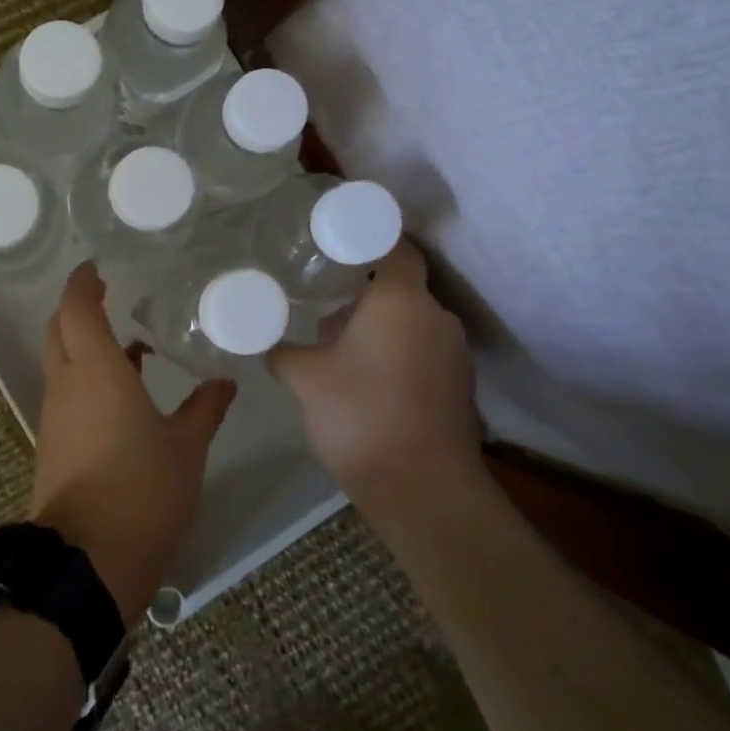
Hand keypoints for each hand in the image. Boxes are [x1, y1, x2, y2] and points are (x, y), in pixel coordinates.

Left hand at [30, 262, 236, 626]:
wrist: (89, 563)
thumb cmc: (142, 491)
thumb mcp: (186, 447)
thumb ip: (205, 408)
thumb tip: (225, 382)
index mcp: (96, 371)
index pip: (76, 308)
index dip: (83, 282)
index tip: (98, 266)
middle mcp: (67, 384)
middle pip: (59, 328)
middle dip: (78, 307)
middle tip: (111, 295)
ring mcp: (55, 415)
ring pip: (61, 360)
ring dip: (86, 344)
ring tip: (131, 344)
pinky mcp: (53, 443)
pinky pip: (67, 391)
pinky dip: (88, 376)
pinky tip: (125, 392)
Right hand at [271, 241, 484, 502]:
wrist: (423, 491)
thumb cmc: (360, 416)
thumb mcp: (305, 379)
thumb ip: (284, 351)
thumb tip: (269, 341)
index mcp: (402, 300)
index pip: (397, 247)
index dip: (371, 239)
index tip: (339, 243)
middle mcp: (436, 318)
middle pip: (403, 287)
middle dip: (366, 290)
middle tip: (326, 294)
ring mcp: (454, 355)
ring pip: (413, 322)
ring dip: (382, 325)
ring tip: (339, 340)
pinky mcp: (459, 389)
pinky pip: (424, 352)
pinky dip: (398, 353)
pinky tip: (366, 378)